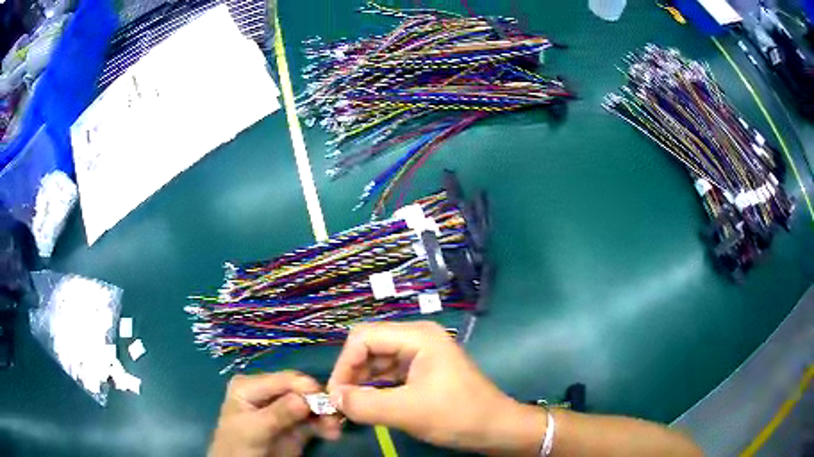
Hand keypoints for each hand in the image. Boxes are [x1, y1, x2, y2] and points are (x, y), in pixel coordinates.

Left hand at [209, 371, 341, 456]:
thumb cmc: (238, 445)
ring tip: (334, 429)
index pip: (282, 379)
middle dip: (319, 402)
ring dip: (325, 415)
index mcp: (250, 386)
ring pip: (311, 405)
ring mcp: (282, 408)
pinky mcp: (294, 424)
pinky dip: (325, 425)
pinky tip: (332, 433)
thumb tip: (304, 399)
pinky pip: (314, 420)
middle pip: (300, 390)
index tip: (326, 400)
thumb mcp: (253, 429)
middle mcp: (268, 392)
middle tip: (335, 418)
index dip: (305, 387)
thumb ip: (277, 414)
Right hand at [327, 321, 546, 455]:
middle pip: (368, 347)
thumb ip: (365, 404)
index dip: (344, 364)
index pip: (363, 337)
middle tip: (341, 404)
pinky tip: (369, 405)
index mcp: (417, 336)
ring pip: (377, 362)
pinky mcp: (422, 371)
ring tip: (352, 407)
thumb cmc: (458, 416)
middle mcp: (417, 338)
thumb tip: (333, 398)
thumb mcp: (409, 412)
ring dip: (361, 383)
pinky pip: (389, 374)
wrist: (496, 428)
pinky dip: (375, 388)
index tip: (336, 395)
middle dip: (351, 374)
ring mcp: (421, 354)